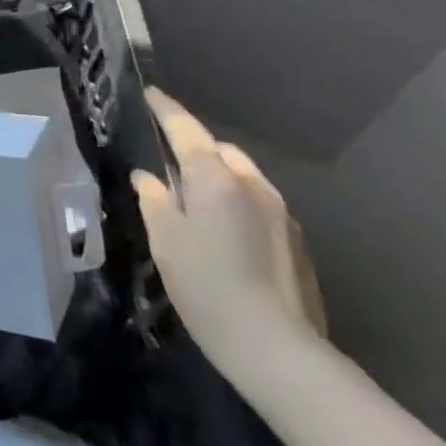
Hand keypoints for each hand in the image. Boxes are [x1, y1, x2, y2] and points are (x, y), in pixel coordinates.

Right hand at [132, 88, 327, 372]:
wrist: (279, 351)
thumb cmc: (208, 287)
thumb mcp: (165, 241)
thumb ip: (154, 200)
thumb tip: (148, 178)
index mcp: (215, 178)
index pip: (185, 128)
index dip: (165, 109)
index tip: (149, 94)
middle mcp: (252, 185)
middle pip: (219, 149)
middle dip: (195, 146)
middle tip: (168, 160)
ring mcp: (281, 213)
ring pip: (243, 175)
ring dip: (219, 174)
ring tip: (196, 196)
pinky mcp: (297, 242)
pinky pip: (259, 202)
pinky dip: (237, 200)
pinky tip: (225, 229)